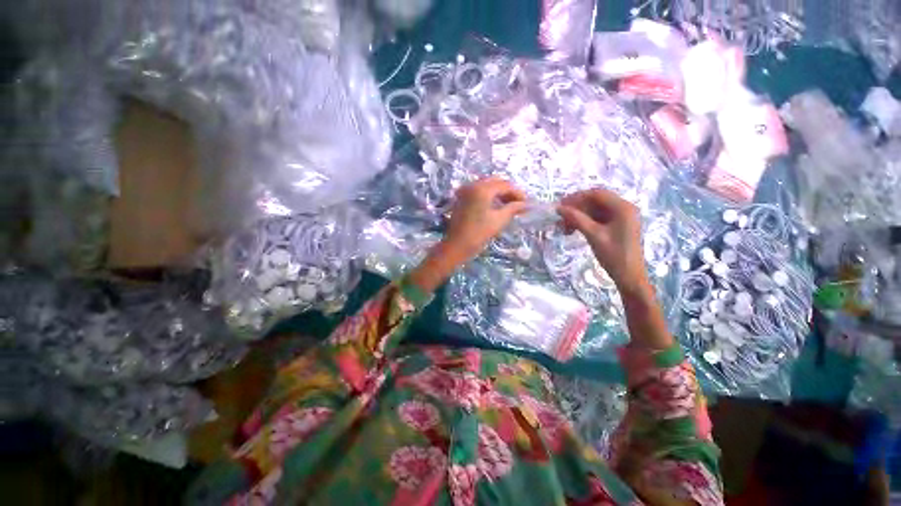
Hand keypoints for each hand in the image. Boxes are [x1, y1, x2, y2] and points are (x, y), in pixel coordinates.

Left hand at [443, 177, 527, 261]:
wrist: (456, 245)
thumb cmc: (479, 233)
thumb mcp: (499, 220)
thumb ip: (513, 208)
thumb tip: (527, 204)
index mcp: (482, 189)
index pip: (505, 185)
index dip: (517, 193)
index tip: (527, 203)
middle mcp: (472, 185)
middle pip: (495, 182)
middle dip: (508, 191)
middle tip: (519, 203)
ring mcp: (465, 190)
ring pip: (487, 185)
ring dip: (499, 193)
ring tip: (509, 205)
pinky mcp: (461, 198)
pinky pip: (478, 191)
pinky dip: (489, 195)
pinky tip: (496, 205)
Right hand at [558, 189, 648, 293]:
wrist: (629, 276)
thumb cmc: (614, 255)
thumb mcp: (593, 235)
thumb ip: (576, 219)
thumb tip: (559, 208)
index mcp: (623, 208)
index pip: (597, 194)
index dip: (577, 197)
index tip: (560, 205)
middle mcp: (624, 208)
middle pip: (596, 201)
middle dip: (577, 208)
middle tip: (560, 218)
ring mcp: (621, 218)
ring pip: (595, 210)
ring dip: (579, 216)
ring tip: (564, 227)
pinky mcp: (617, 226)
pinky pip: (598, 219)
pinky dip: (585, 222)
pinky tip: (573, 230)